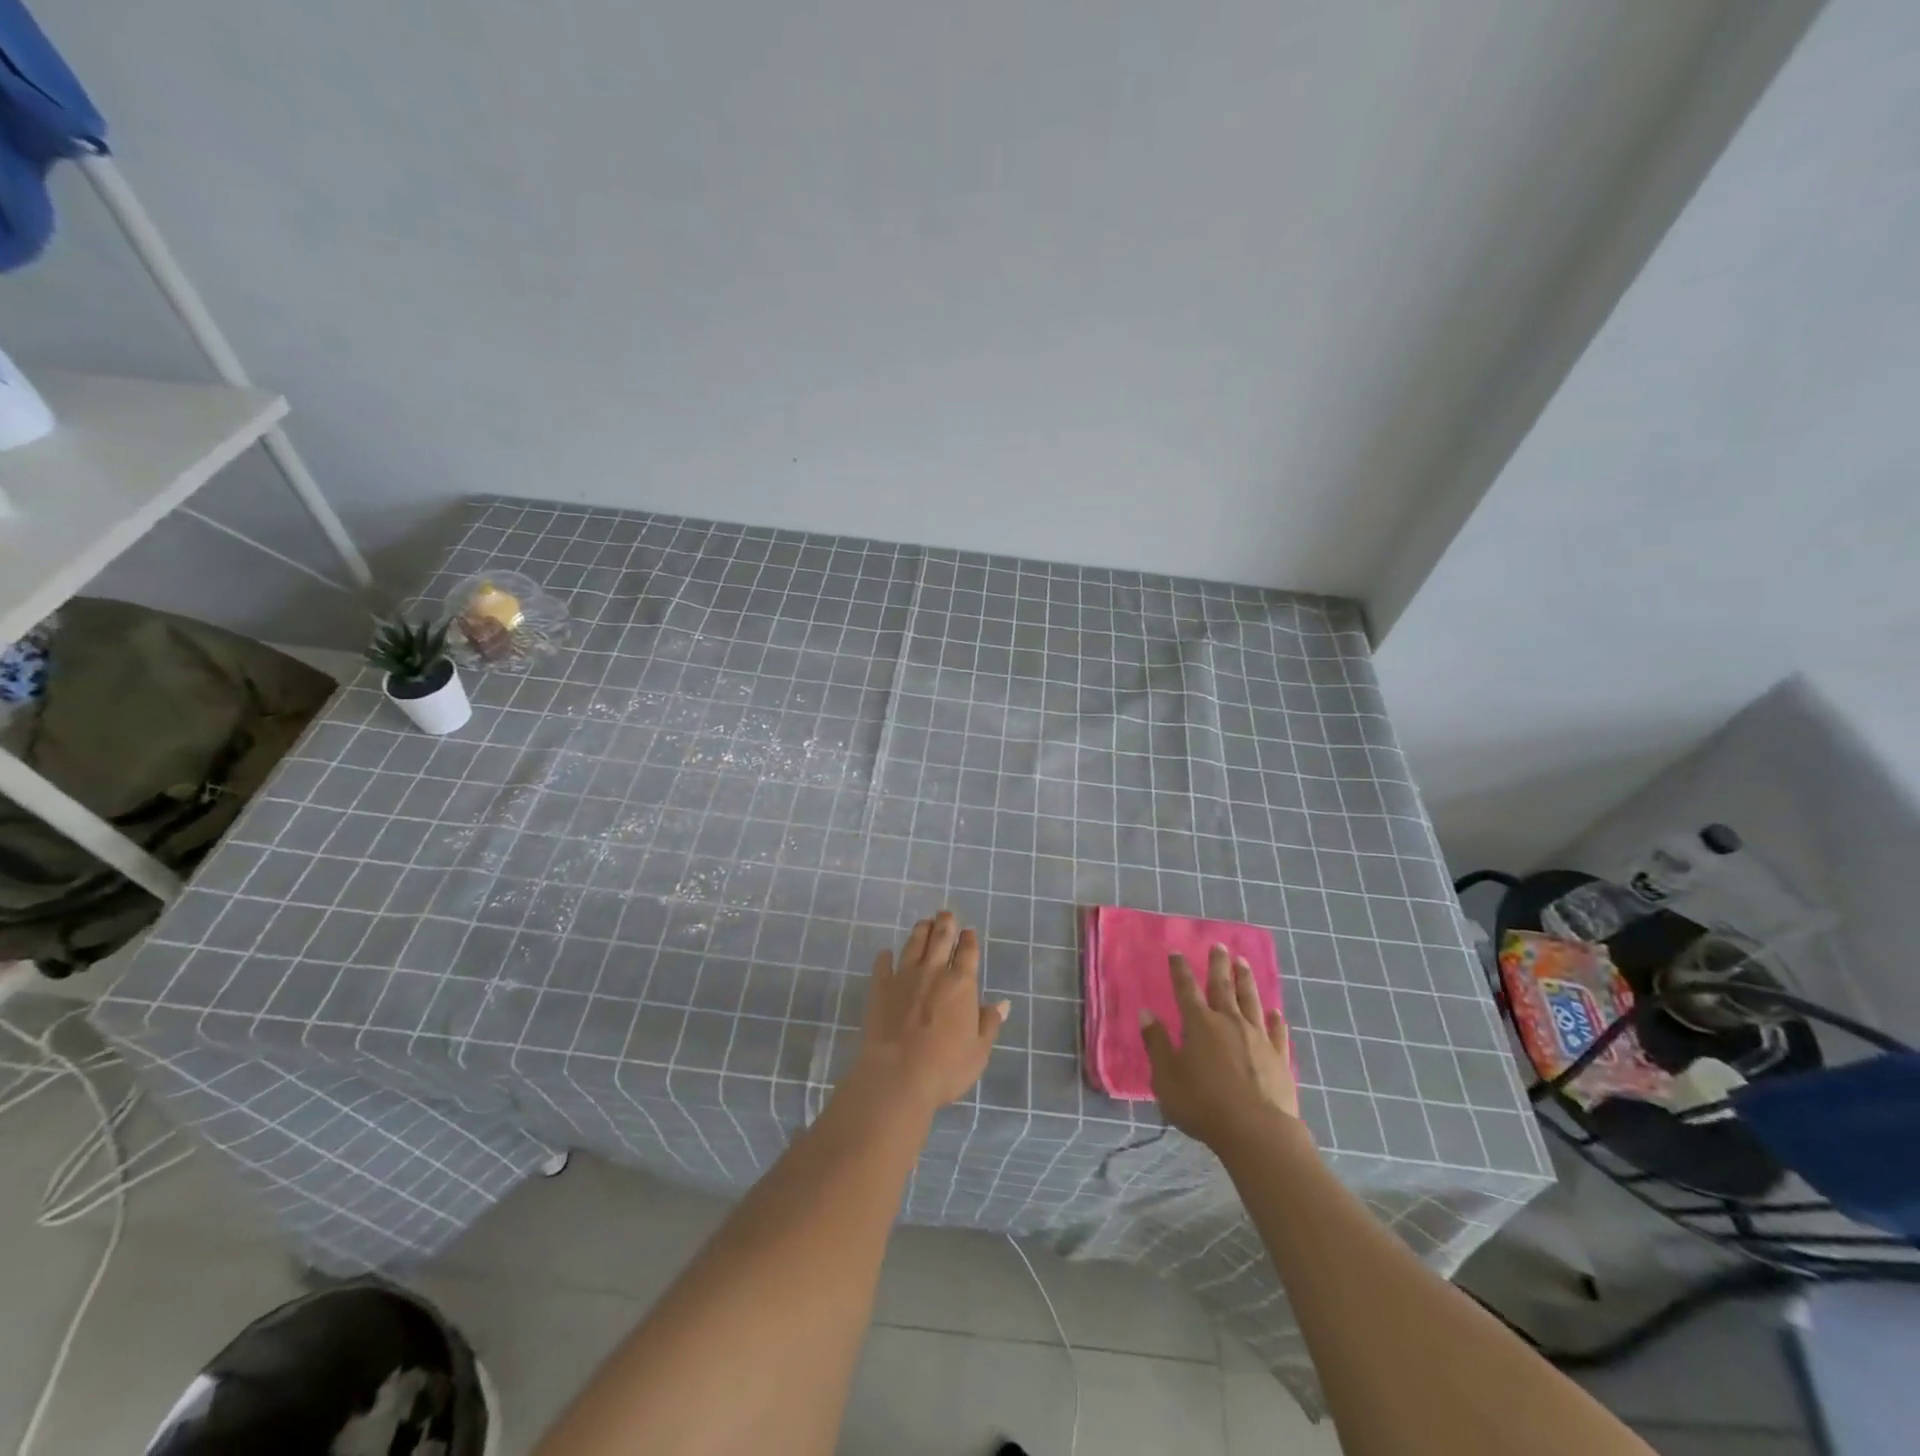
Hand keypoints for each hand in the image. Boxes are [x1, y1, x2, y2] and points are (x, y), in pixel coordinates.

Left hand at [848, 911, 1009, 1117]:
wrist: (898, 1075)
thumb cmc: (946, 1067)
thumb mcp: (979, 1051)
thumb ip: (989, 1024)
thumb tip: (1003, 1004)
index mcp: (961, 984)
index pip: (967, 952)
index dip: (968, 939)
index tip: (968, 931)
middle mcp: (933, 971)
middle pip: (940, 939)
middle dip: (945, 924)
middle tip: (945, 913)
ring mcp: (904, 977)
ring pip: (913, 945)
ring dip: (920, 931)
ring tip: (923, 922)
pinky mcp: (880, 988)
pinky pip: (883, 966)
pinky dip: (885, 957)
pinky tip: (886, 953)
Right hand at [1141, 945, 1303, 1151]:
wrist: (1257, 1132)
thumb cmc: (1203, 1105)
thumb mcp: (1167, 1077)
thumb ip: (1157, 1043)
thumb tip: (1146, 1012)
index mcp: (1199, 1024)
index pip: (1186, 989)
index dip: (1180, 970)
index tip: (1176, 952)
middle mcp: (1229, 1022)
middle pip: (1223, 987)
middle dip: (1218, 965)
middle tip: (1219, 945)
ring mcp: (1257, 1038)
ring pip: (1251, 1001)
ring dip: (1246, 980)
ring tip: (1243, 963)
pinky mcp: (1279, 1058)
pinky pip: (1276, 1032)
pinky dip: (1275, 1020)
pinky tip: (1275, 1012)